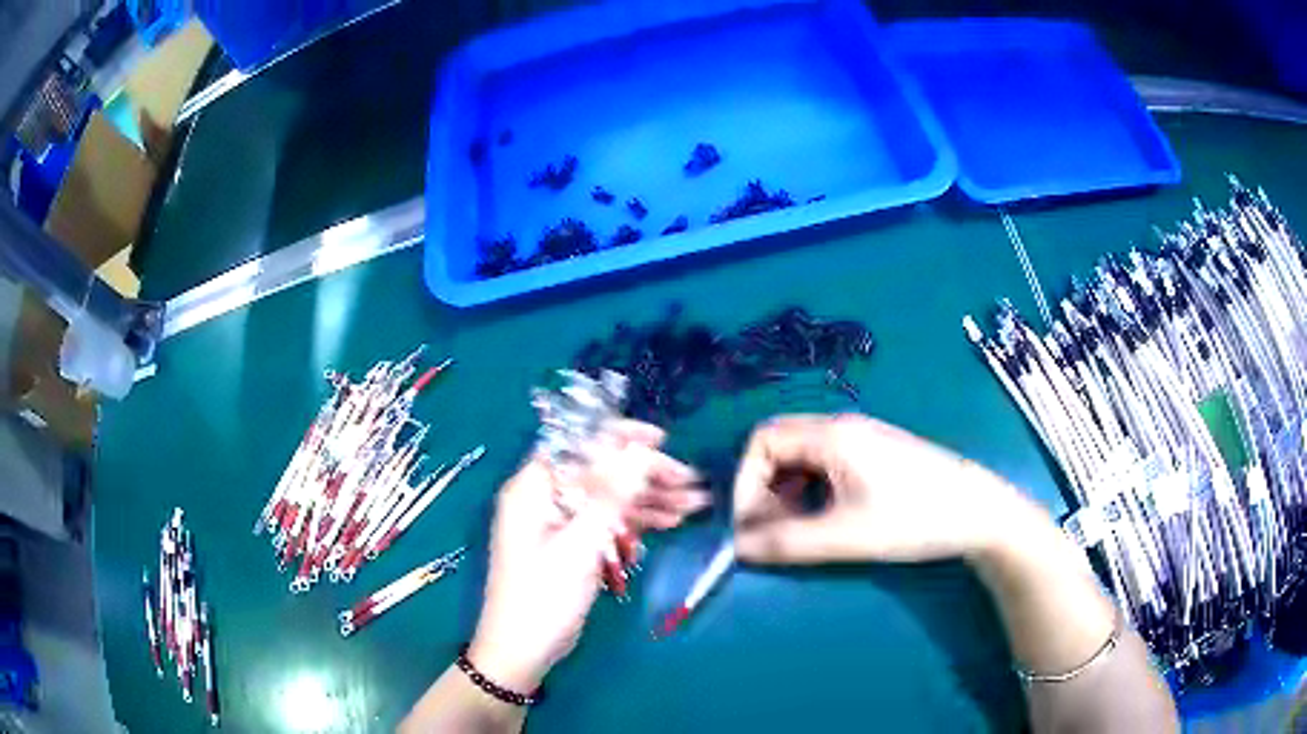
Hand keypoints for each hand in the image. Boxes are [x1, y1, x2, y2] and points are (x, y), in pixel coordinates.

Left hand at [469, 421, 706, 691]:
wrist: (522, 650)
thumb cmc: (543, 597)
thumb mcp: (579, 546)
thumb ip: (611, 496)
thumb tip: (641, 451)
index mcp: (533, 487)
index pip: (579, 443)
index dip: (621, 437)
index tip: (662, 441)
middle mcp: (545, 496)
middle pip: (601, 471)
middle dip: (646, 474)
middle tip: (690, 481)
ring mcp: (559, 521)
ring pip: (609, 496)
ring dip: (649, 498)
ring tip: (695, 502)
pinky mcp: (572, 543)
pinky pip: (607, 520)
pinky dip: (637, 521)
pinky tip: (671, 521)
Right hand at [732, 414, 1024, 564]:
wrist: (979, 511)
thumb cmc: (913, 519)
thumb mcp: (845, 537)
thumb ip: (787, 543)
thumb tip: (738, 548)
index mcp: (832, 434)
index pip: (762, 441)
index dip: (746, 483)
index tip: (750, 526)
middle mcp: (842, 426)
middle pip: (779, 445)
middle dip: (763, 488)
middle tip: (771, 530)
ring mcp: (861, 437)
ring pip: (802, 456)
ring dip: (786, 491)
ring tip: (798, 529)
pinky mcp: (876, 453)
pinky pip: (825, 463)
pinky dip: (811, 490)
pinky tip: (826, 518)